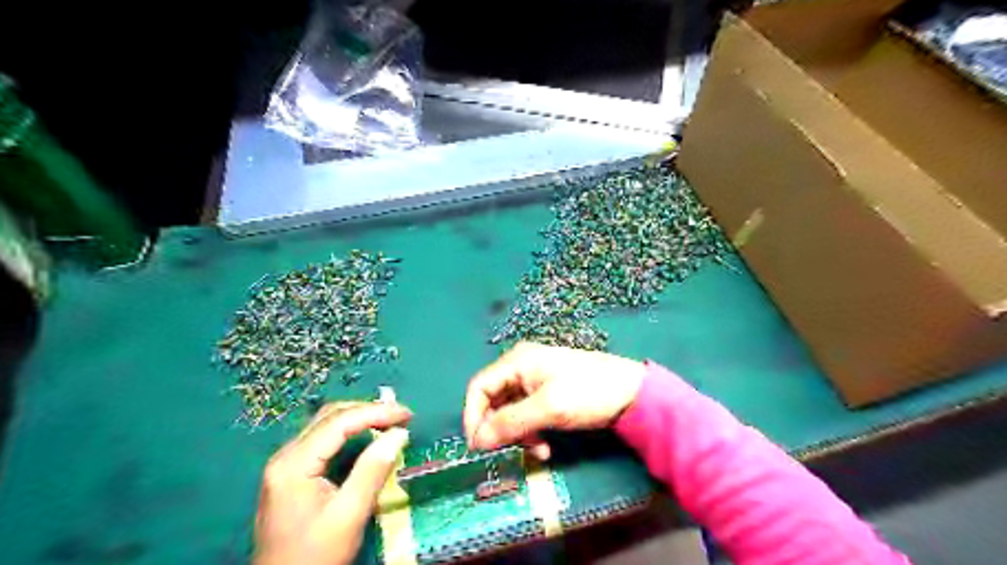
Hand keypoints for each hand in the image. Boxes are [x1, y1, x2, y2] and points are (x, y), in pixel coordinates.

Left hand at [257, 401, 412, 564]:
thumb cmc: (314, 555)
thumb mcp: (349, 515)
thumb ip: (373, 470)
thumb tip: (399, 433)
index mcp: (294, 463)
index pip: (340, 422)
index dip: (377, 412)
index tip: (408, 414)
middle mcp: (286, 455)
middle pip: (330, 416)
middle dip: (369, 410)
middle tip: (402, 416)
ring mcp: (285, 462)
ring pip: (326, 423)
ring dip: (359, 417)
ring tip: (390, 421)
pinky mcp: (290, 471)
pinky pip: (322, 437)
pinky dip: (348, 430)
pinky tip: (366, 434)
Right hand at [463, 339, 643, 457]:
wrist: (632, 392)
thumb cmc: (587, 392)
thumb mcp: (547, 408)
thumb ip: (509, 423)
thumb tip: (477, 441)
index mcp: (517, 361)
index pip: (479, 388)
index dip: (473, 417)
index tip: (478, 447)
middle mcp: (521, 367)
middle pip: (493, 400)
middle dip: (499, 429)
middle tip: (508, 453)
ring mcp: (535, 380)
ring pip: (510, 411)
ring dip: (517, 434)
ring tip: (537, 451)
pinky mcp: (547, 393)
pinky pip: (527, 414)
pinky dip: (531, 432)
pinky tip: (545, 447)